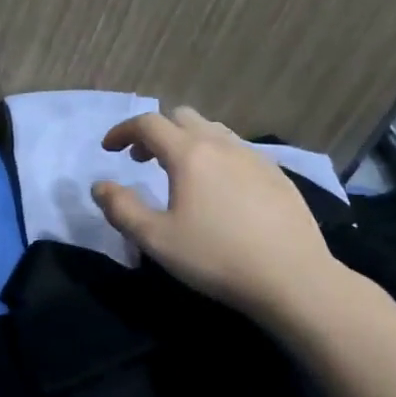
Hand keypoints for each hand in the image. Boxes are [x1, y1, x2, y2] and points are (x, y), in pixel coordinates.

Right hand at [92, 106, 339, 318]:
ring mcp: (254, 157)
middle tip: (142, 161)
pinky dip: (215, 156)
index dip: (122, 131)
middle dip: (155, 132)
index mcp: (189, 154)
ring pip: (212, 131)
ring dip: (186, 141)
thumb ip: (121, 208)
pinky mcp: (277, 175)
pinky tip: (219, 190)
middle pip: (181, 117)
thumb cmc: (217, 257)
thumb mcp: (156, 239)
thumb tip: (100, 186)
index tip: (109, 150)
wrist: (294, 279)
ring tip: (179, 173)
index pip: (148, 123)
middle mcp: (221, 144)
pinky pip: (237, 150)